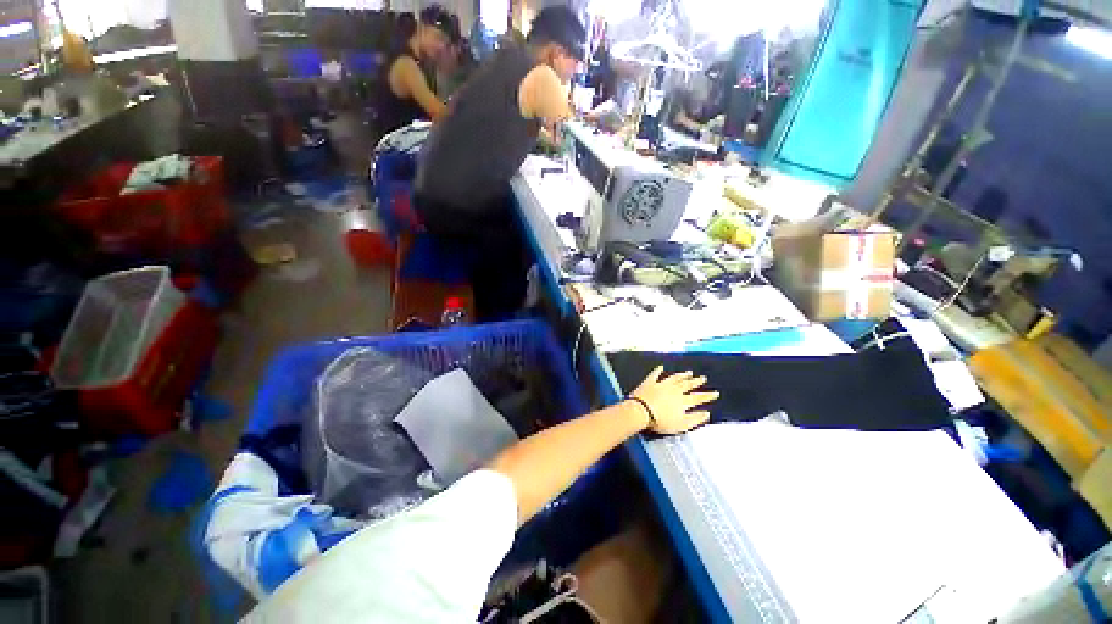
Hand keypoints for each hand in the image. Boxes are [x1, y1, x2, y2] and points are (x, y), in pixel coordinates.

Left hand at [630, 366, 718, 434]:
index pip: (698, 397)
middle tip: (703, 378)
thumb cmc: (661, 421)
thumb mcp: (682, 424)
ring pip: (674, 378)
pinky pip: (655, 374)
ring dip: (682, 375)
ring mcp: (661, 384)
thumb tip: (707, 413)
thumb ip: (695, 419)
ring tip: (688, 372)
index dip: (707, 395)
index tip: (715, 392)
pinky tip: (661, 367)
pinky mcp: (649, 382)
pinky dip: (658, 370)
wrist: (641, 411)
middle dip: (696, 382)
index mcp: (683, 401)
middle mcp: (674, 390)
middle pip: (687, 385)